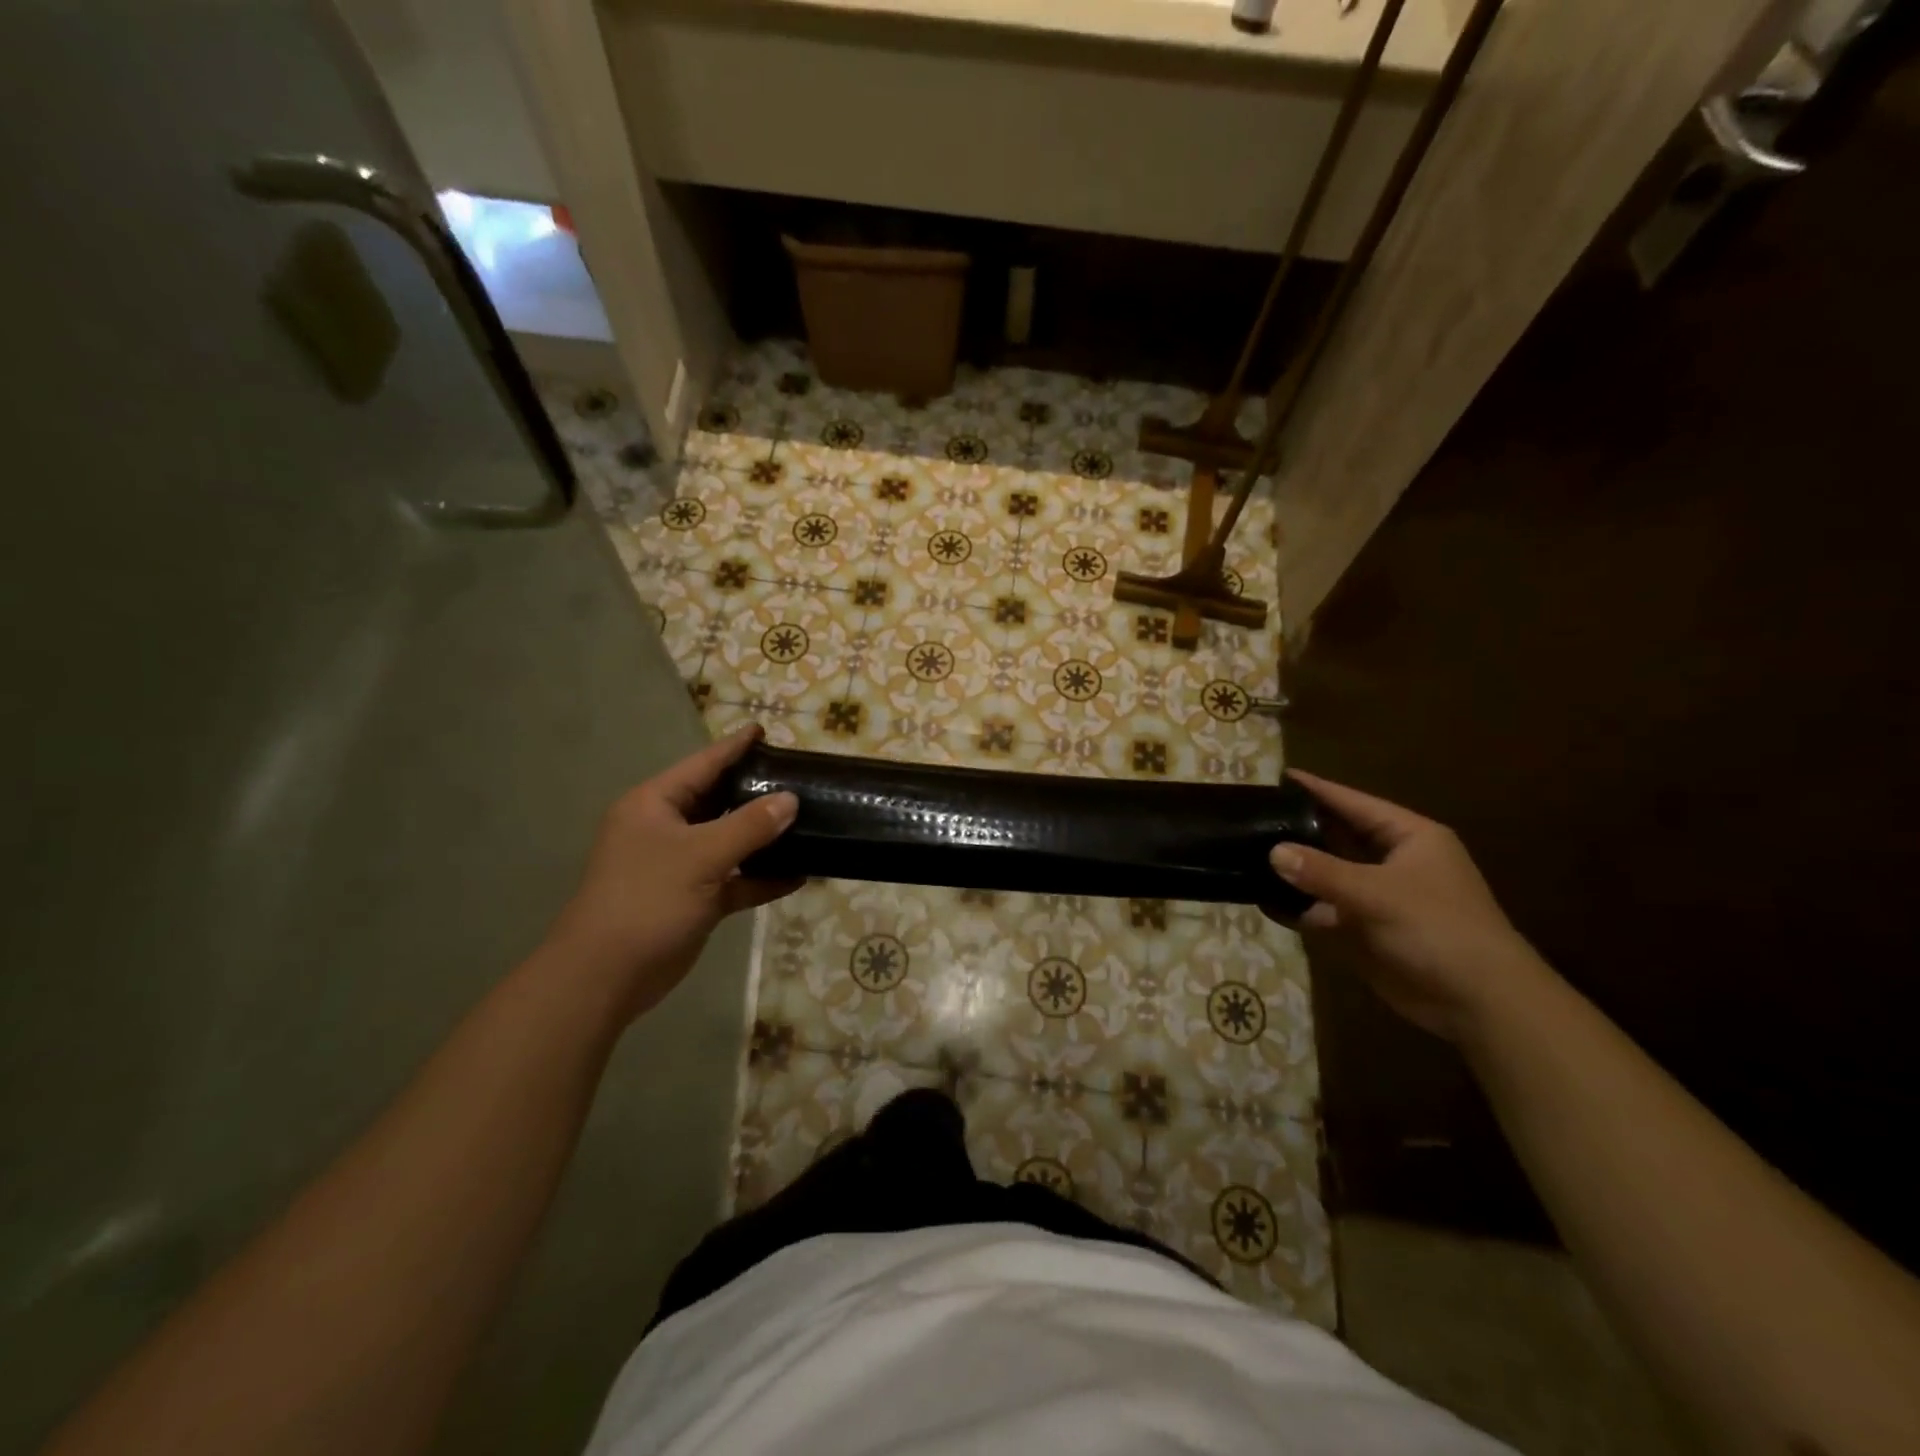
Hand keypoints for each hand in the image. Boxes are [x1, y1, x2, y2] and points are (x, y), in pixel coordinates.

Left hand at [548, 726, 798, 1020]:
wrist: (607, 976)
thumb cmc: (647, 900)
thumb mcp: (701, 856)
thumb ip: (749, 825)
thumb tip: (791, 800)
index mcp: (655, 805)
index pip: (702, 765)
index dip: (734, 748)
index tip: (765, 730)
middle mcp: (667, 829)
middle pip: (719, 800)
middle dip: (757, 792)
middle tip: (799, 778)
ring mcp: (680, 865)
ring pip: (730, 841)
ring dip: (765, 838)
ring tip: (808, 822)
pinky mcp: (694, 898)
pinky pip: (734, 879)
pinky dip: (761, 877)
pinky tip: (799, 875)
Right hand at [1269, 770, 1546, 1040]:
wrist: (1480, 1003)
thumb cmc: (1439, 930)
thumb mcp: (1378, 894)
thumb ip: (1322, 872)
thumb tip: (1273, 852)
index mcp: (1409, 838)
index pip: (1355, 803)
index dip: (1318, 790)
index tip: (1279, 777)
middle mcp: (1392, 862)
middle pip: (1337, 837)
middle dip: (1299, 829)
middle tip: (1255, 816)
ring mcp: (1378, 897)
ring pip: (1327, 875)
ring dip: (1294, 871)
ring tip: (1248, 854)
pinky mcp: (1366, 930)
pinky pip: (1324, 910)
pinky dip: (1298, 907)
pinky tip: (1264, 901)